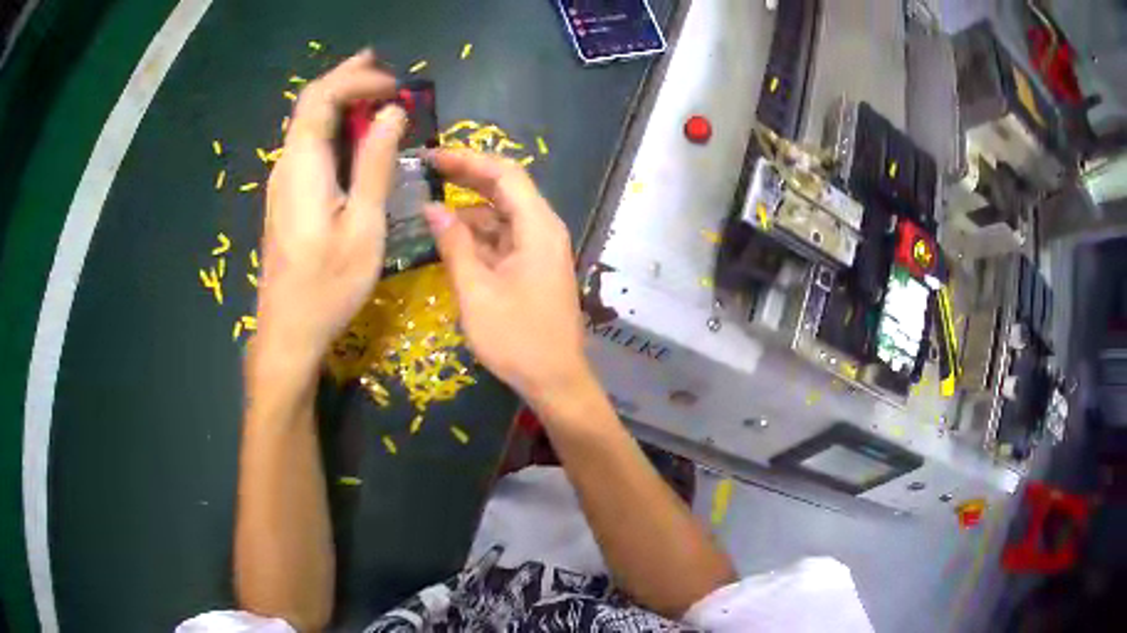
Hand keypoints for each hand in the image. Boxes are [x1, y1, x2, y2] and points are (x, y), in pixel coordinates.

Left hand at [257, 51, 406, 373]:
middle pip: (309, 103)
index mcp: (304, 166)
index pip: (322, 98)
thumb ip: (376, 165)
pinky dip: (333, 124)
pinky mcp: (288, 195)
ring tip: (373, 86)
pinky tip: (354, 130)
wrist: (288, 329)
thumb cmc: (328, 285)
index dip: (357, 80)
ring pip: (306, 122)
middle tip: (381, 65)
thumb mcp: (363, 227)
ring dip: (339, 98)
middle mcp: (287, 165)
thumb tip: (391, 114)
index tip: (395, 87)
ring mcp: (283, 180)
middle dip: (345, 77)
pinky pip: (308, 144)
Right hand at [424, 150, 592, 408]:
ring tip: (428, 208)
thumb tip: (432, 208)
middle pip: (505, 189)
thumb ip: (454, 245)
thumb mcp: (476, 291)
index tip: (432, 156)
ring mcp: (540, 249)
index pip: (505, 174)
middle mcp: (543, 230)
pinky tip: (449, 239)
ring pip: (502, 215)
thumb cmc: (517, 339)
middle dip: (466, 178)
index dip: (468, 159)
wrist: (555, 381)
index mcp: (537, 228)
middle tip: (425, 172)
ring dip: (468, 210)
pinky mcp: (533, 267)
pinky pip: (504, 239)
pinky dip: (478, 236)